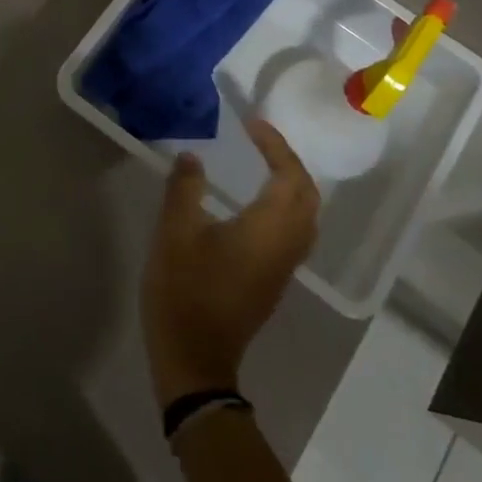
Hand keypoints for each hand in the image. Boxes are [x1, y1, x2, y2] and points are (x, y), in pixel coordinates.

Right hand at [142, 119, 320, 407]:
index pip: (289, 176)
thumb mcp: (174, 233)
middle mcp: (287, 245)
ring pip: (304, 215)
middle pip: (307, 195)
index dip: (275, 145)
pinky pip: (294, 231)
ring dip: (290, 183)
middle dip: (289, 161)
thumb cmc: (184, 292)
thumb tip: (192, 157)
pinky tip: (256, 201)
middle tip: (260, 139)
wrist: (195, 358)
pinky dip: (285, 205)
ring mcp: (284, 266)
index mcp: (268, 229)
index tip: (252, 123)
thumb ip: (185, 189)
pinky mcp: (273, 279)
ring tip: (261, 162)